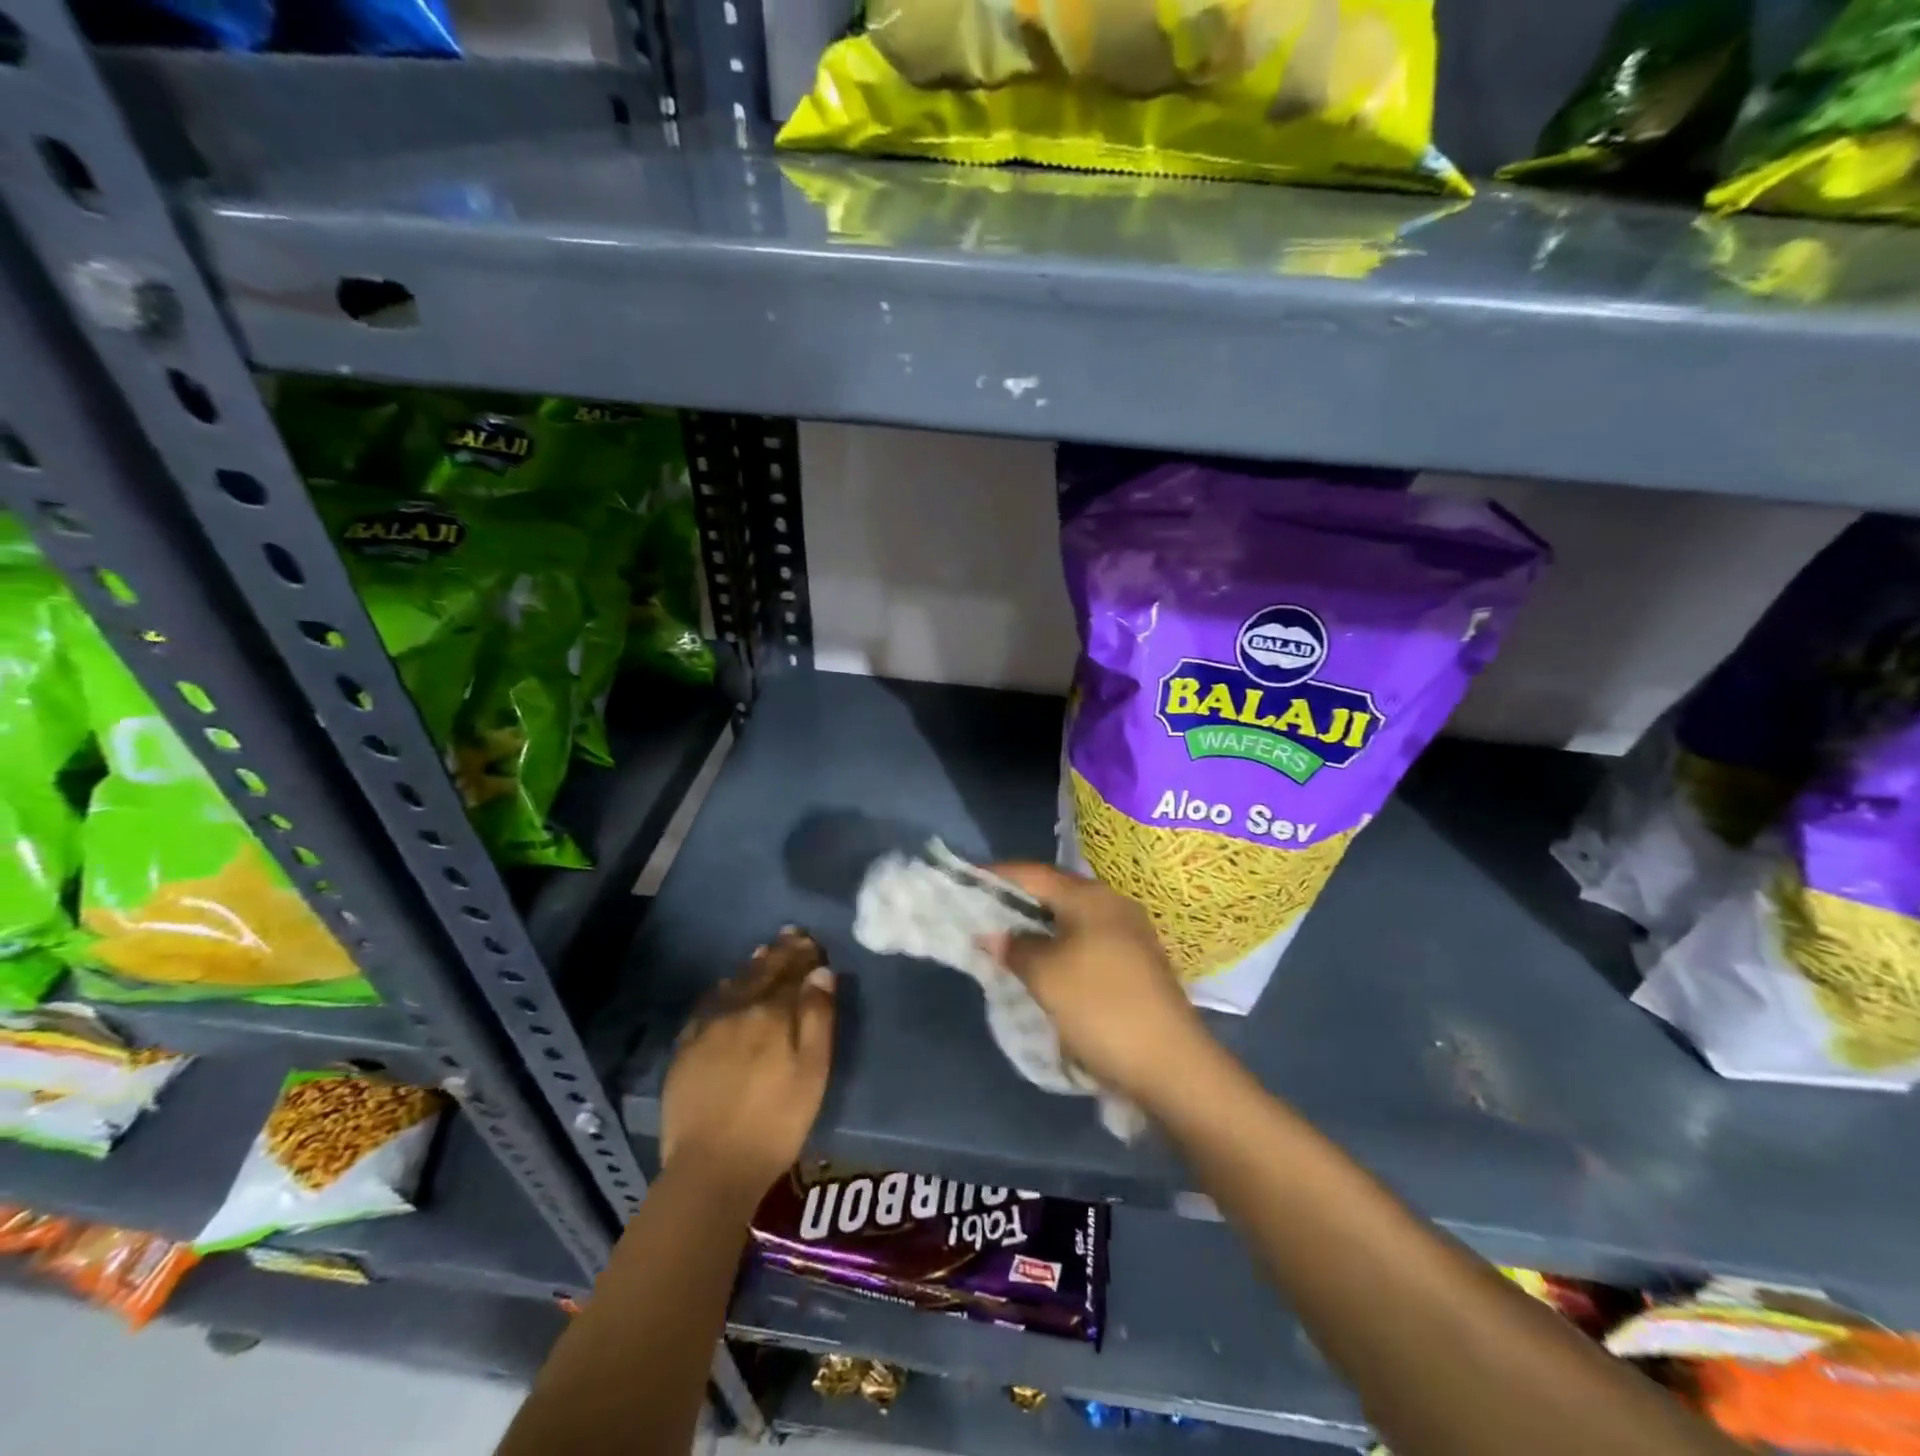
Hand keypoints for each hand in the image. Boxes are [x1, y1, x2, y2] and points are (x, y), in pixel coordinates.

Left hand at [660, 927, 834, 1208]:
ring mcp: (707, 1028)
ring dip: (753, 966)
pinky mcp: (685, 1049)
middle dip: (780, 953)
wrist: (712, 1166)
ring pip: (735, 984)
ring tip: (764, 952)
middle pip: (763, 973)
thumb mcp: (812, 1072)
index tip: (813, 940)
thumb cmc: (777, 1122)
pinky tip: (726, 988)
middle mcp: (738, 1010)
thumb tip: (821, 973)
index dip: (805, 956)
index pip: (792, 973)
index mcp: (772, 1014)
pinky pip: (707, 1005)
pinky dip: (722, 990)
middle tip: (791, 934)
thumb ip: (817, 1018)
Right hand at [984, 864, 1214, 1108]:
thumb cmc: (1101, 1008)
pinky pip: (1086, 940)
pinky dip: (1059, 945)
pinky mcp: (1136, 962)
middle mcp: (1112, 904)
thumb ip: (1015, 947)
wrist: (1172, 1065)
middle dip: (1016, 902)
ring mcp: (1129, 933)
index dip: (997, 876)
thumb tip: (992, 933)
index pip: (1033, 873)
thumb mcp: (1046, 976)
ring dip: (1038, 927)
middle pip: (1054, 892)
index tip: (966, 882)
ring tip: (1006, 942)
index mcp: (1090, 897)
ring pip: (1071, 918)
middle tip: (981, 915)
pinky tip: (1043, 965)